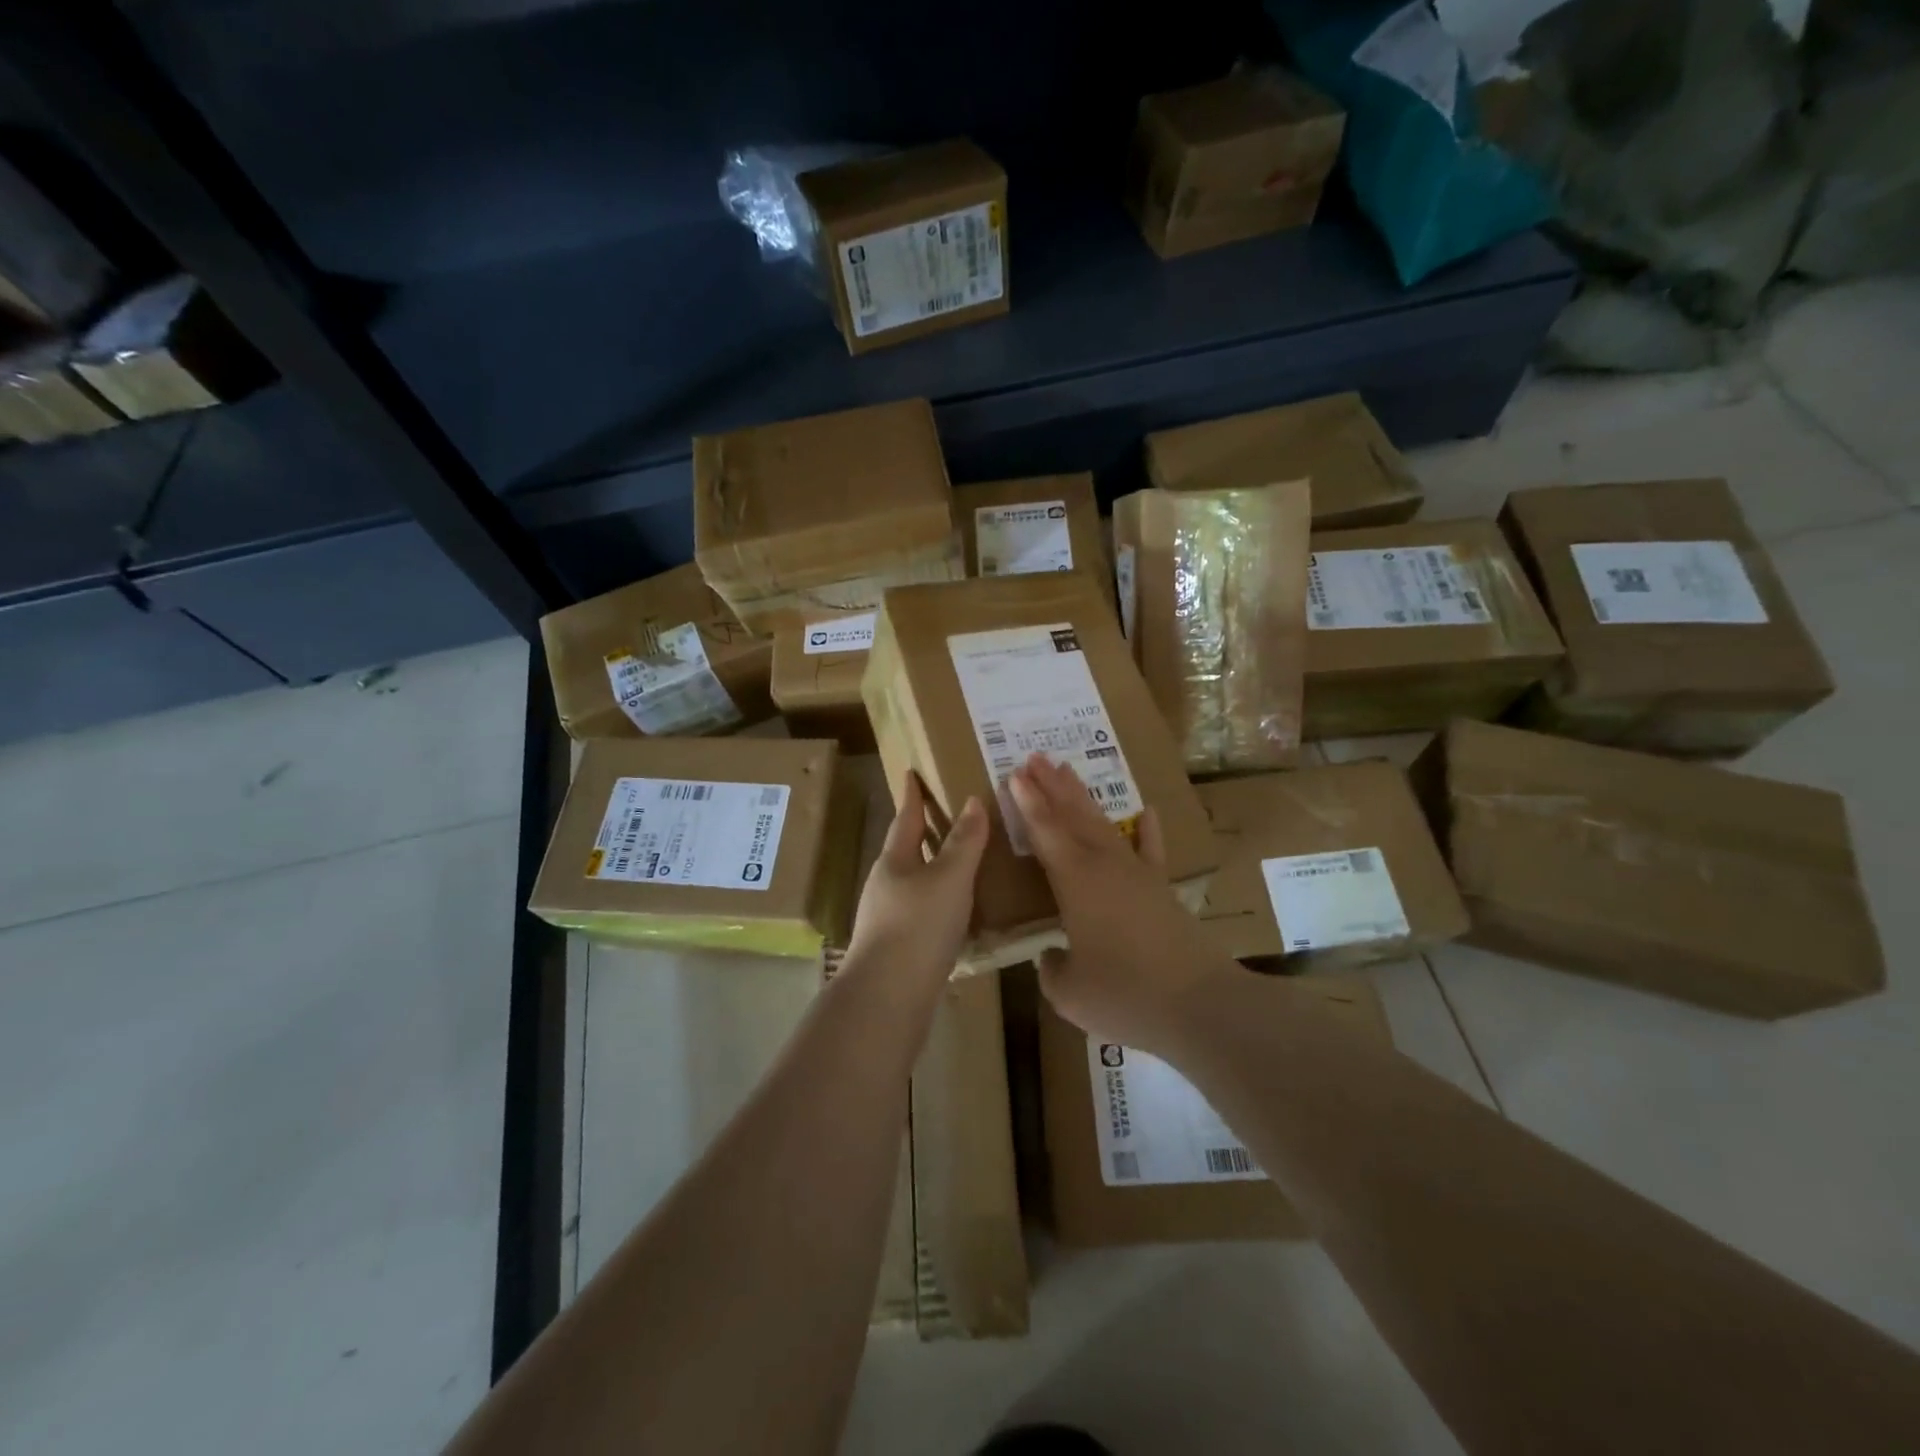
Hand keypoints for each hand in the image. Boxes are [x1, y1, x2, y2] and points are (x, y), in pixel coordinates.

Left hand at [845, 772, 987, 989]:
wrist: (888, 997)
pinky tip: (959, 916)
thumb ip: (964, 842)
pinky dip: (940, 904)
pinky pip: (922, 914)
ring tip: (962, 865)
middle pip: (906, 851)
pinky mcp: (897, 948)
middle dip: (924, 833)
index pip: (905, 819)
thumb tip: (972, 801)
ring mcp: (887, 919)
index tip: (911, 773)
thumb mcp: (949, 878)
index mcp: (894, 862)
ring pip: (914, 884)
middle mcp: (886, 886)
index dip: (912, 796)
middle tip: (948, 817)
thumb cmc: (918, 926)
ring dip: (934, 871)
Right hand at [1009, 754, 1235, 1053]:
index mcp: (1075, 882)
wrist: (1198, 1004)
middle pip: (1073, 816)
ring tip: (1067, 769)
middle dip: (1051, 786)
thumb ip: (1052, 969)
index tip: (1014, 774)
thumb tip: (1051, 957)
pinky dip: (1148, 830)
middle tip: (1034, 757)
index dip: (1028, 803)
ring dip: (1083, 797)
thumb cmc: (1124, 995)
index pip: (1045, 832)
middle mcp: (1104, 866)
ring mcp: (1138, 873)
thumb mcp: (1069, 992)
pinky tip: (1147, 811)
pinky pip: (1152, 850)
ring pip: (1104, 825)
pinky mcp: (1163, 889)